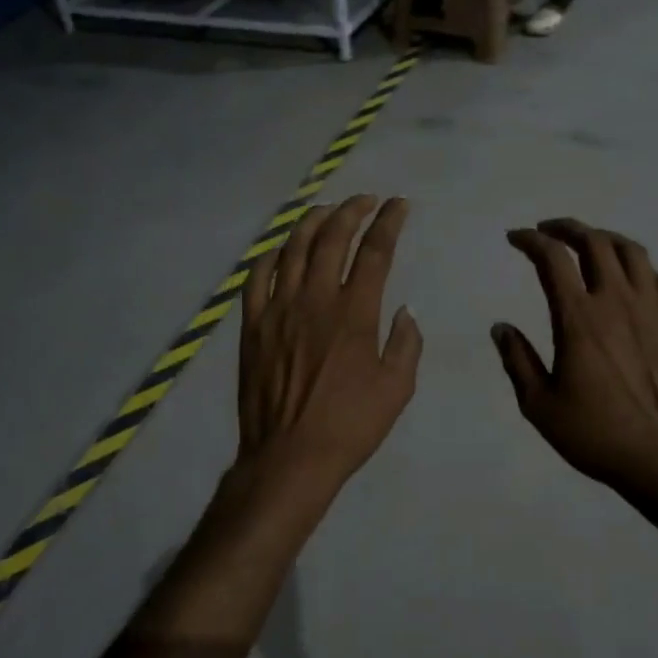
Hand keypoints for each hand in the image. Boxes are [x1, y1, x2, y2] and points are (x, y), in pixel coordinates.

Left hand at [238, 196, 422, 490]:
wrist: (290, 457)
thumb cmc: (350, 426)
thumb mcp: (397, 390)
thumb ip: (405, 344)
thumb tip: (404, 310)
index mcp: (355, 313)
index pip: (375, 251)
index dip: (389, 222)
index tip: (398, 205)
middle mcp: (315, 299)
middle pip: (332, 238)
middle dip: (352, 210)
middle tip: (366, 200)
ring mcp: (278, 309)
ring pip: (293, 248)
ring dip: (312, 221)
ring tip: (327, 209)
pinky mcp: (252, 325)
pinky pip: (257, 277)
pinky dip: (271, 254)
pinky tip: (281, 247)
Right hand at [492, 219, 657, 499]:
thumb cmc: (595, 433)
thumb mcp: (539, 404)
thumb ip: (517, 360)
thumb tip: (500, 327)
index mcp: (578, 317)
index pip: (552, 258)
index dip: (530, 240)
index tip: (516, 237)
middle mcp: (616, 300)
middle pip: (595, 242)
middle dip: (566, 228)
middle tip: (548, 230)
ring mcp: (652, 309)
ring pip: (631, 252)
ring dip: (605, 238)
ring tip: (590, 243)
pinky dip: (638, 268)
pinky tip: (630, 280)